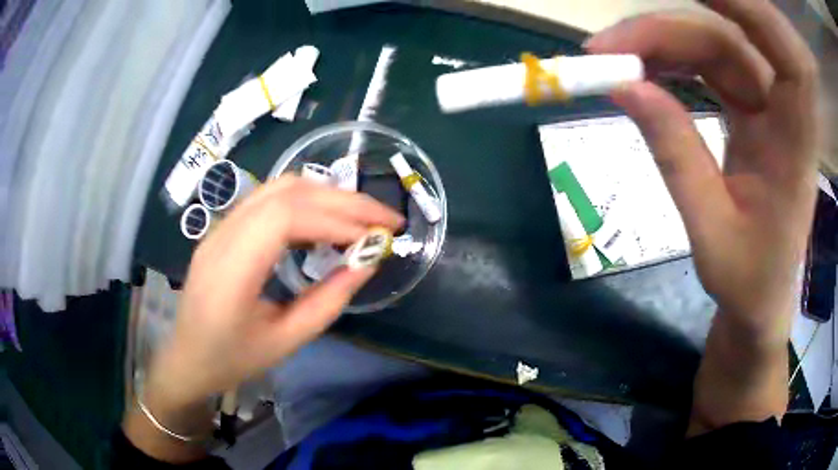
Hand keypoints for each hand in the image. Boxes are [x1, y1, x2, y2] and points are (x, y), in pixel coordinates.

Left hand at [147, 176, 403, 411]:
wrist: (188, 358)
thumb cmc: (233, 359)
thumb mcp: (286, 341)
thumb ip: (328, 301)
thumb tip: (367, 261)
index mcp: (231, 270)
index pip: (284, 217)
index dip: (335, 219)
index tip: (375, 236)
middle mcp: (222, 236)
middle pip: (286, 192)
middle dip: (343, 199)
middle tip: (386, 217)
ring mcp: (221, 227)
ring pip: (279, 188)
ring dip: (326, 194)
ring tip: (361, 216)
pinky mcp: (226, 228)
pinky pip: (269, 199)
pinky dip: (307, 201)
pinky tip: (326, 220)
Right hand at [586, 1, 820, 336]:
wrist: (761, 297)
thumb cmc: (748, 280)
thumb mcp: (710, 232)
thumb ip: (676, 156)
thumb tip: (624, 86)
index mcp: (795, 146)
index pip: (787, 56)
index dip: (749, 8)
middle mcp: (784, 112)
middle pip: (728, 41)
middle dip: (667, 31)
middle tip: (605, 49)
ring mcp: (766, 105)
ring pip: (714, 45)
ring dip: (661, 42)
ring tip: (611, 59)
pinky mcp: (749, 107)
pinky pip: (709, 63)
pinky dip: (672, 57)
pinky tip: (641, 67)